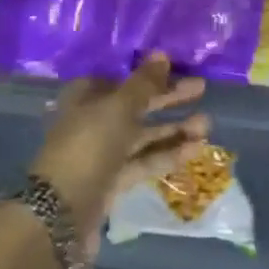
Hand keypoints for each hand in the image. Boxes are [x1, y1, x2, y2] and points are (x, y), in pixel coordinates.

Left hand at [30, 53, 209, 254]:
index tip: (178, 70)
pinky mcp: (113, 182)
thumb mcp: (118, 109)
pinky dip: (167, 155)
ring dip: (173, 130)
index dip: (148, 75)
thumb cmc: (88, 147)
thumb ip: (143, 84)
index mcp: (85, 97)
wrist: (62, 214)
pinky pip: (144, 162)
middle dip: (167, 100)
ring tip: (206, 125)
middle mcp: (92, 121)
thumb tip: (162, 54)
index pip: (122, 79)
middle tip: (201, 89)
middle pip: (135, 106)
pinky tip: (195, 150)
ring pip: (143, 136)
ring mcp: (102, 154)